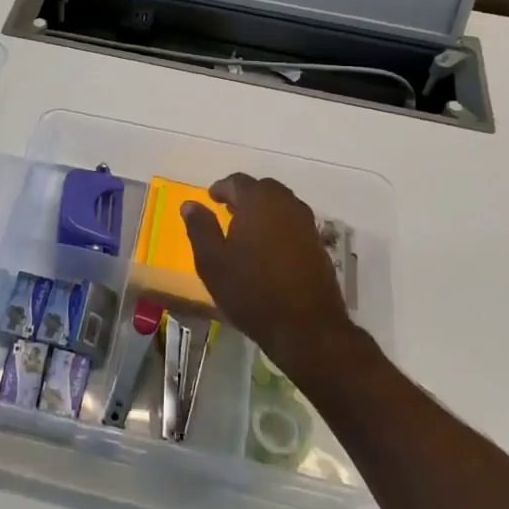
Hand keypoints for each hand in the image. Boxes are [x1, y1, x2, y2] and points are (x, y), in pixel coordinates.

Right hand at [182, 174, 356, 380]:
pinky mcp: (318, 244)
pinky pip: (294, 223)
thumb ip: (200, 228)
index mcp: (258, 201)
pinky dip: (279, 225)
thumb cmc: (251, 291)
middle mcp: (286, 204)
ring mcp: (306, 224)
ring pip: (281, 204)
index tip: (211, 198)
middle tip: (228, 210)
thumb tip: (190, 204)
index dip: (221, 188)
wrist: (305, 327)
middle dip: (244, 196)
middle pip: (263, 188)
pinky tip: (268, 247)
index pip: (237, 182)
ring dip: (263, 210)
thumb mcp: (213, 261)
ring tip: (247, 229)